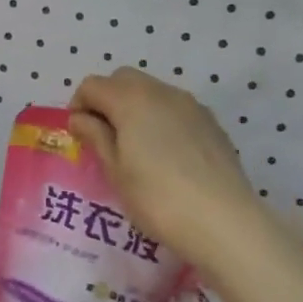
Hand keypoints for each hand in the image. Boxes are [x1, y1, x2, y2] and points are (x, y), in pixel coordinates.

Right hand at [67, 68, 274, 277]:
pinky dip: (160, 119)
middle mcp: (162, 92)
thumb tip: (80, 118)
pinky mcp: (211, 123)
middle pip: (124, 79)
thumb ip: (96, 137)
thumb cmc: (157, 198)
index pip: (93, 85)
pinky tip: (164, 156)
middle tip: (103, 137)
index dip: (79, 106)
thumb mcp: (115, 171)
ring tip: (134, 148)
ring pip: (152, 91)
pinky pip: (175, 109)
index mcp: (131, 100)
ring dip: (134, 108)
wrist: (223, 221)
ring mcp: (191, 106)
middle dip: (106, 100)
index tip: (79, 135)